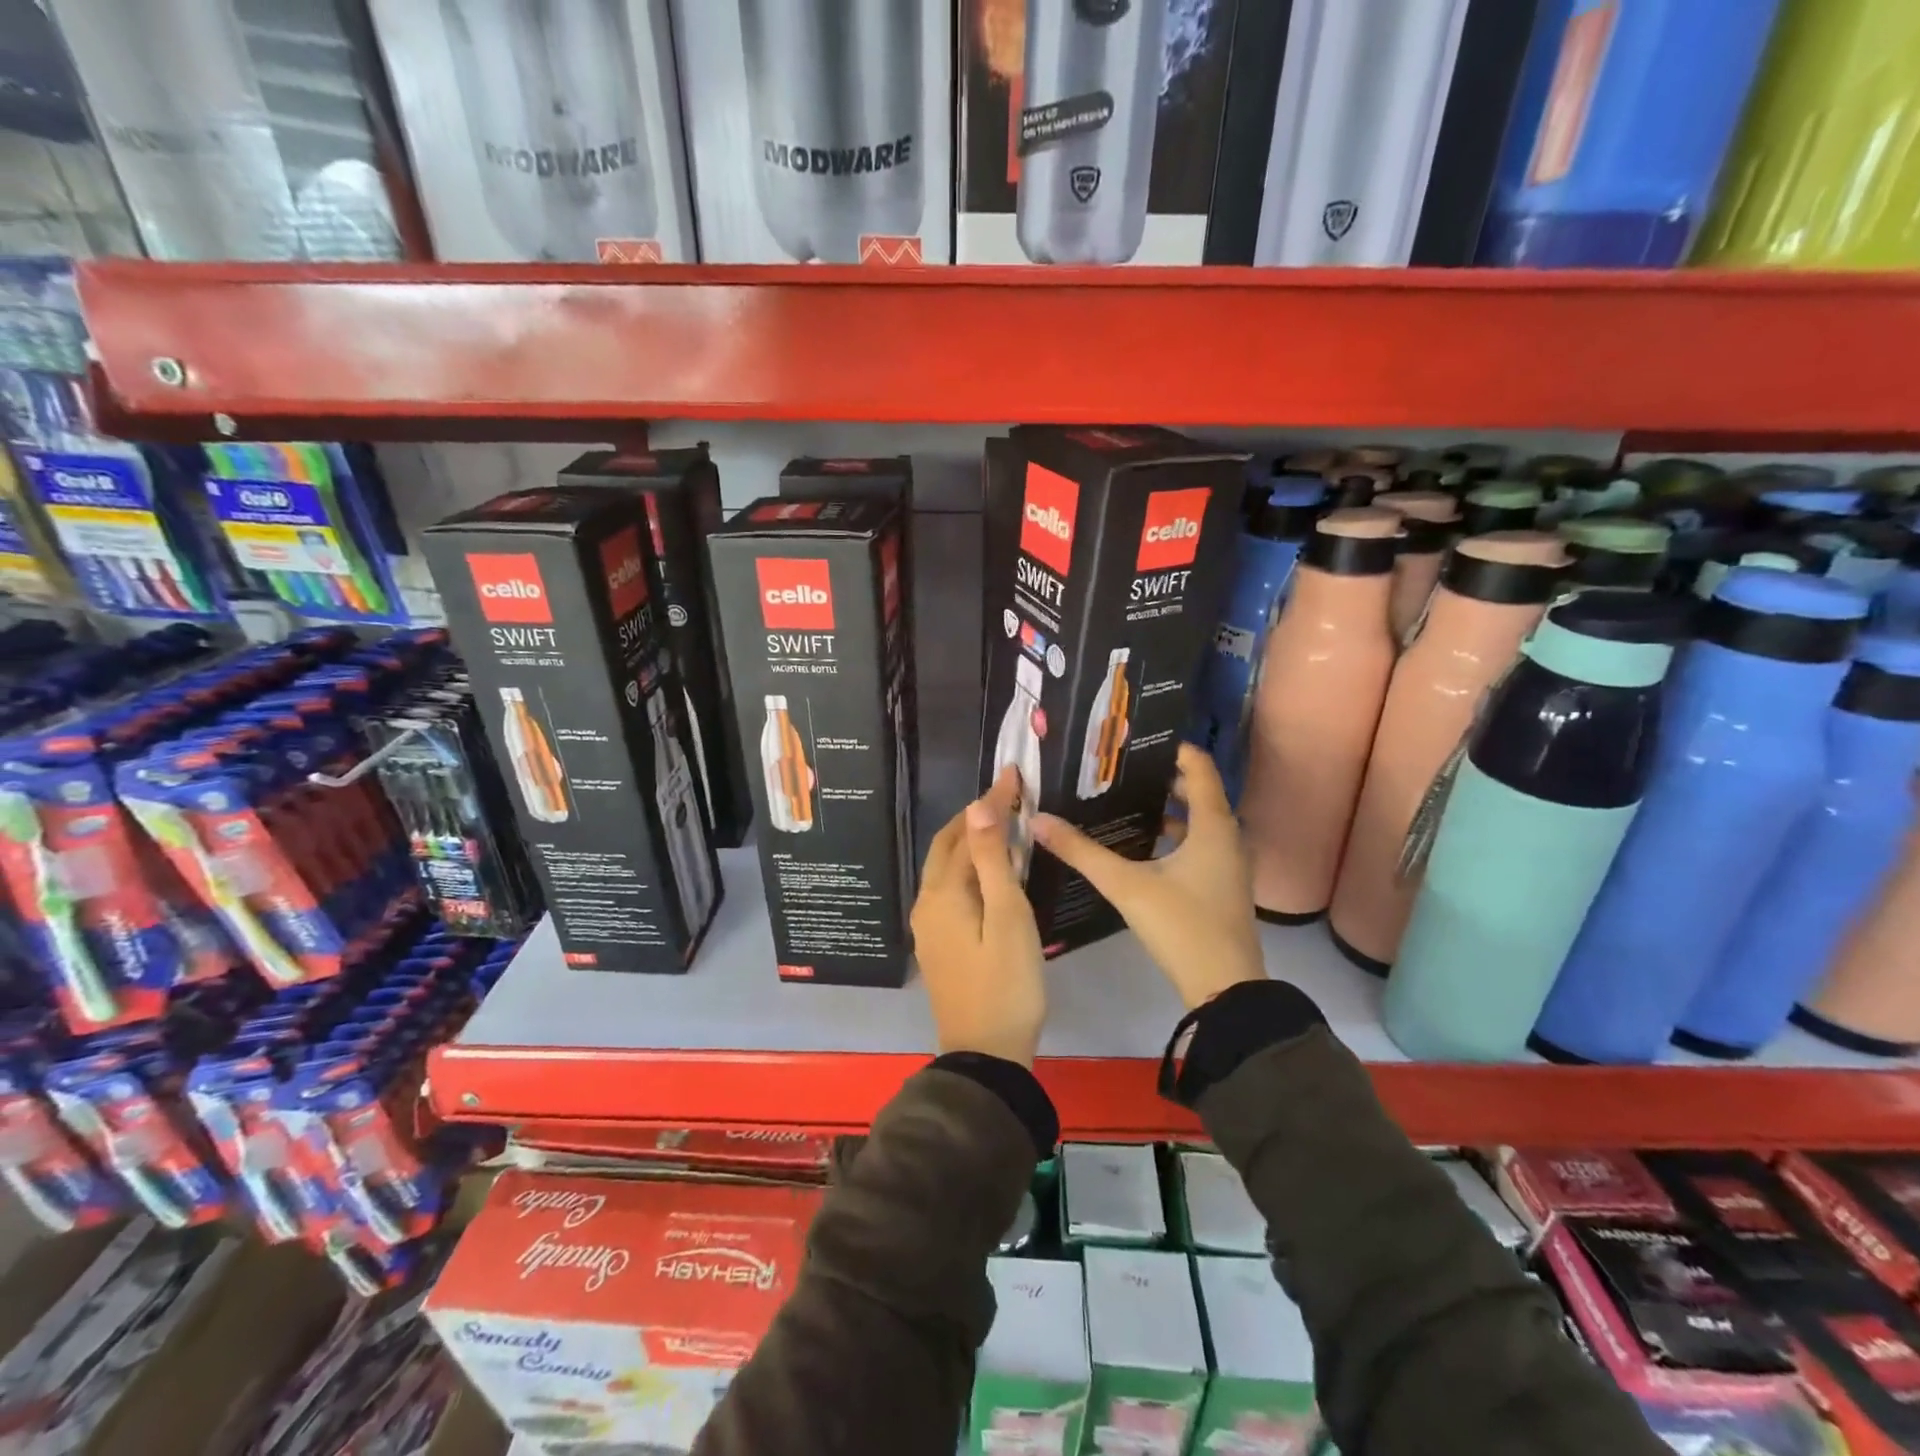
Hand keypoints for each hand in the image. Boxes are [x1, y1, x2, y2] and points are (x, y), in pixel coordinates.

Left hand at [911, 765, 1046, 1065]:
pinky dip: (969, 869)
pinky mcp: (938, 943)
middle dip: (974, 818)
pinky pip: (950, 890)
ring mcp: (929, 926)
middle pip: (947, 847)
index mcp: (942, 893)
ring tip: (1003, 826)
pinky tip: (992, 872)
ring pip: (946, 869)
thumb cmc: (1007, 983)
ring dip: (970, 842)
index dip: (991, 803)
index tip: (1013, 775)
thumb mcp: (1007, 916)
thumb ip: (992, 860)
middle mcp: (927, 903)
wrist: (986, 1054)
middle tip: (1007, 797)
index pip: (966, 832)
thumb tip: (978, 807)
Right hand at [1032, 744, 1265, 1009]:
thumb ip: (1082, 852)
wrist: (1224, 988)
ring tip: (1126, 802)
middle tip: (1122, 770)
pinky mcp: (1222, 888)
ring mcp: (1229, 866)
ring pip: (1200, 824)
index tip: (1139, 741)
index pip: (1200, 769)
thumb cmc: (1181, 925)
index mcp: (1213, 827)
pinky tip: (1143, 848)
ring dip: (1170, 810)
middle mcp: (1228, 839)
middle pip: (1200, 794)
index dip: (1175, 750)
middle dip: (1164, 780)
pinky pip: (1200, 846)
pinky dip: (1176, 837)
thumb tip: (1039, 820)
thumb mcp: (1126, 885)